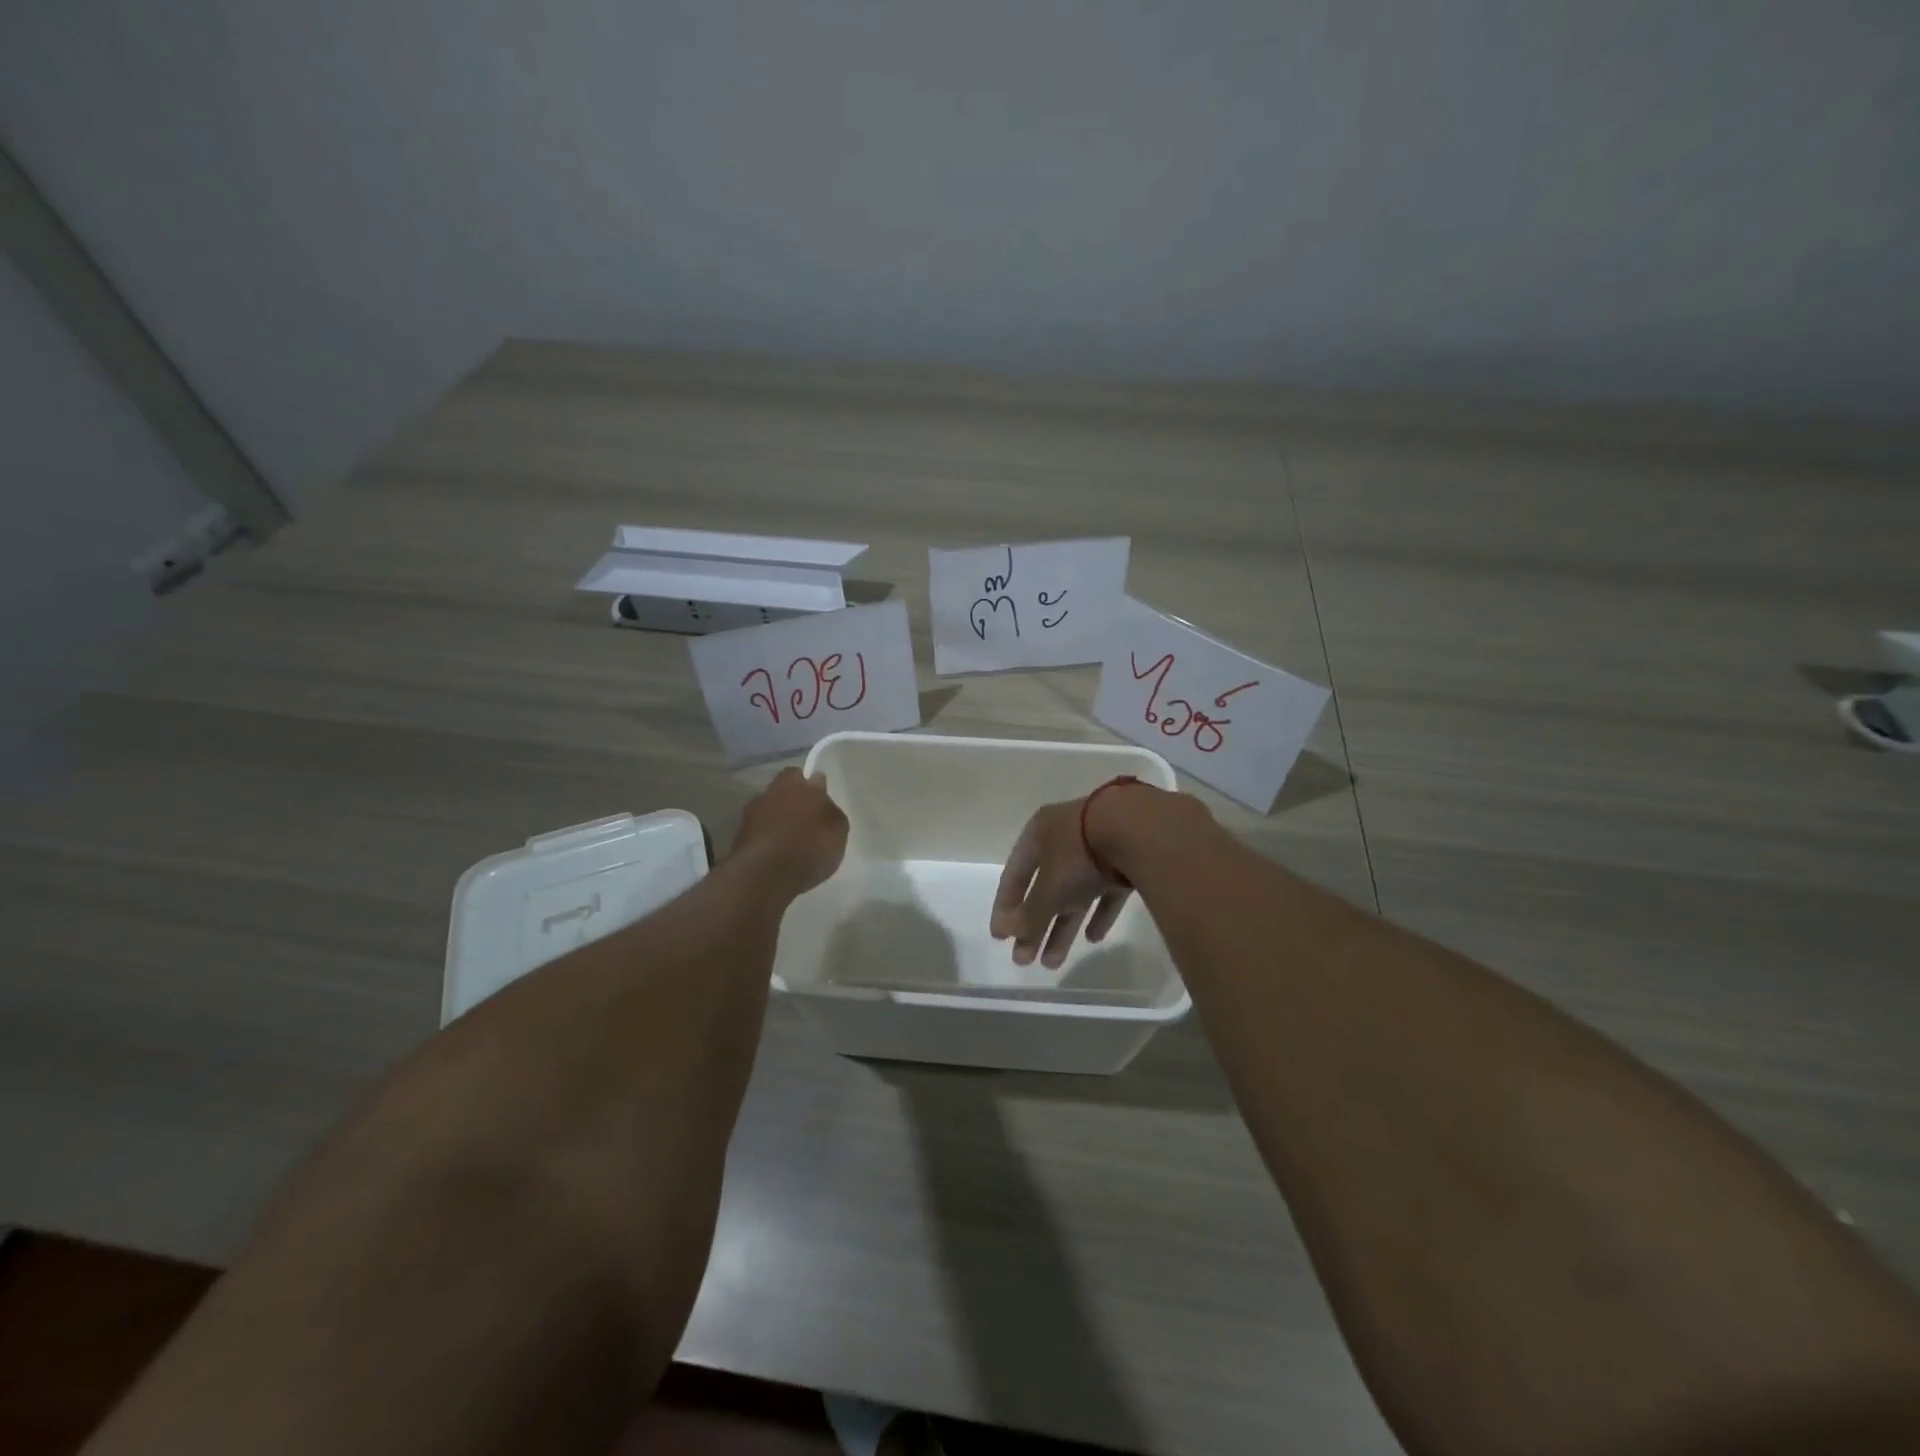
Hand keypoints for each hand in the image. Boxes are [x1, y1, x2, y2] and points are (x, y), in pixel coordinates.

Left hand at [730, 768, 847, 895]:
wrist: (765, 874)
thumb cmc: (810, 847)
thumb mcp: (838, 830)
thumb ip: (830, 812)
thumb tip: (824, 803)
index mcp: (798, 784)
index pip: (806, 775)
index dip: (814, 786)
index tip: (821, 800)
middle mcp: (772, 792)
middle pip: (783, 789)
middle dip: (793, 799)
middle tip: (806, 819)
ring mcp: (751, 813)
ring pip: (768, 809)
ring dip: (776, 819)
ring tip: (790, 841)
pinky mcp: (738, 836)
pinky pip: (758, 832)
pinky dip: (766, 839)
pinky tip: (775, 855)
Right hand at [991, 798, 1133, 968]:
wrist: (1139, 830)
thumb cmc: (1079, 855)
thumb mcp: (1049, 888)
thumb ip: (1030, 913)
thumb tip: (1008, 930)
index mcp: (1039, 834)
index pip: (1014, 874)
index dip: (1004, 907)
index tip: (999, 938)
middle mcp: (1065, 839)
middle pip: (1044, 888)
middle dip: (1034, 926)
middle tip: (1023, 960)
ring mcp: (1097, 849)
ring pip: (1074, 893)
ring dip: (1062, 927)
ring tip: (1052, 963)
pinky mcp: (1126, 861)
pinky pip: (1106, 892)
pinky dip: (1098, 914)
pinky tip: (1094, 938)